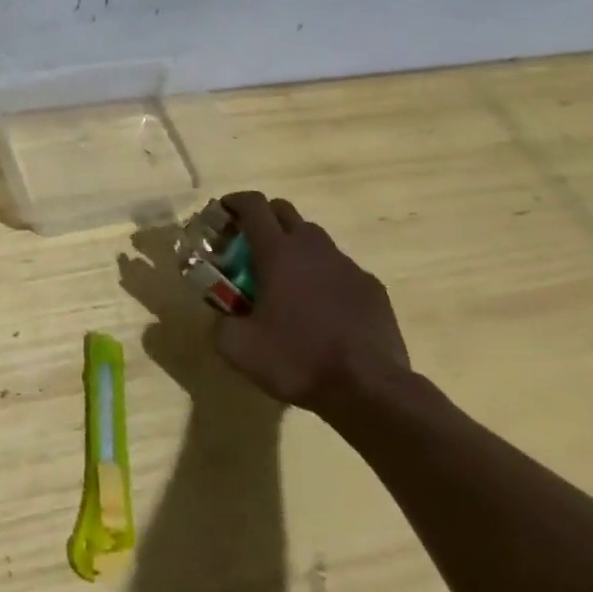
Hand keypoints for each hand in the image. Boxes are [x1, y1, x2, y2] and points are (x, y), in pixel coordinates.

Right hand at [213, 192, 410, 416]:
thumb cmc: (297, 359)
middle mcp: (313, 248)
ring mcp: (347, 266)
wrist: (370, 390)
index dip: (235, 201)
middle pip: (285, 211)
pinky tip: (321, 307)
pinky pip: (341, 269)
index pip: (253, 205)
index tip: (223, 211)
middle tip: (249, 244)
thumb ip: (220, 323)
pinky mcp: (373, 288)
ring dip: (295, 247)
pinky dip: (324, 276)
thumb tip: (222, 318)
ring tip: (286, 279)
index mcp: (277, 251)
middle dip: (264, 218)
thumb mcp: (238, 347)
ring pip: (315, 239)